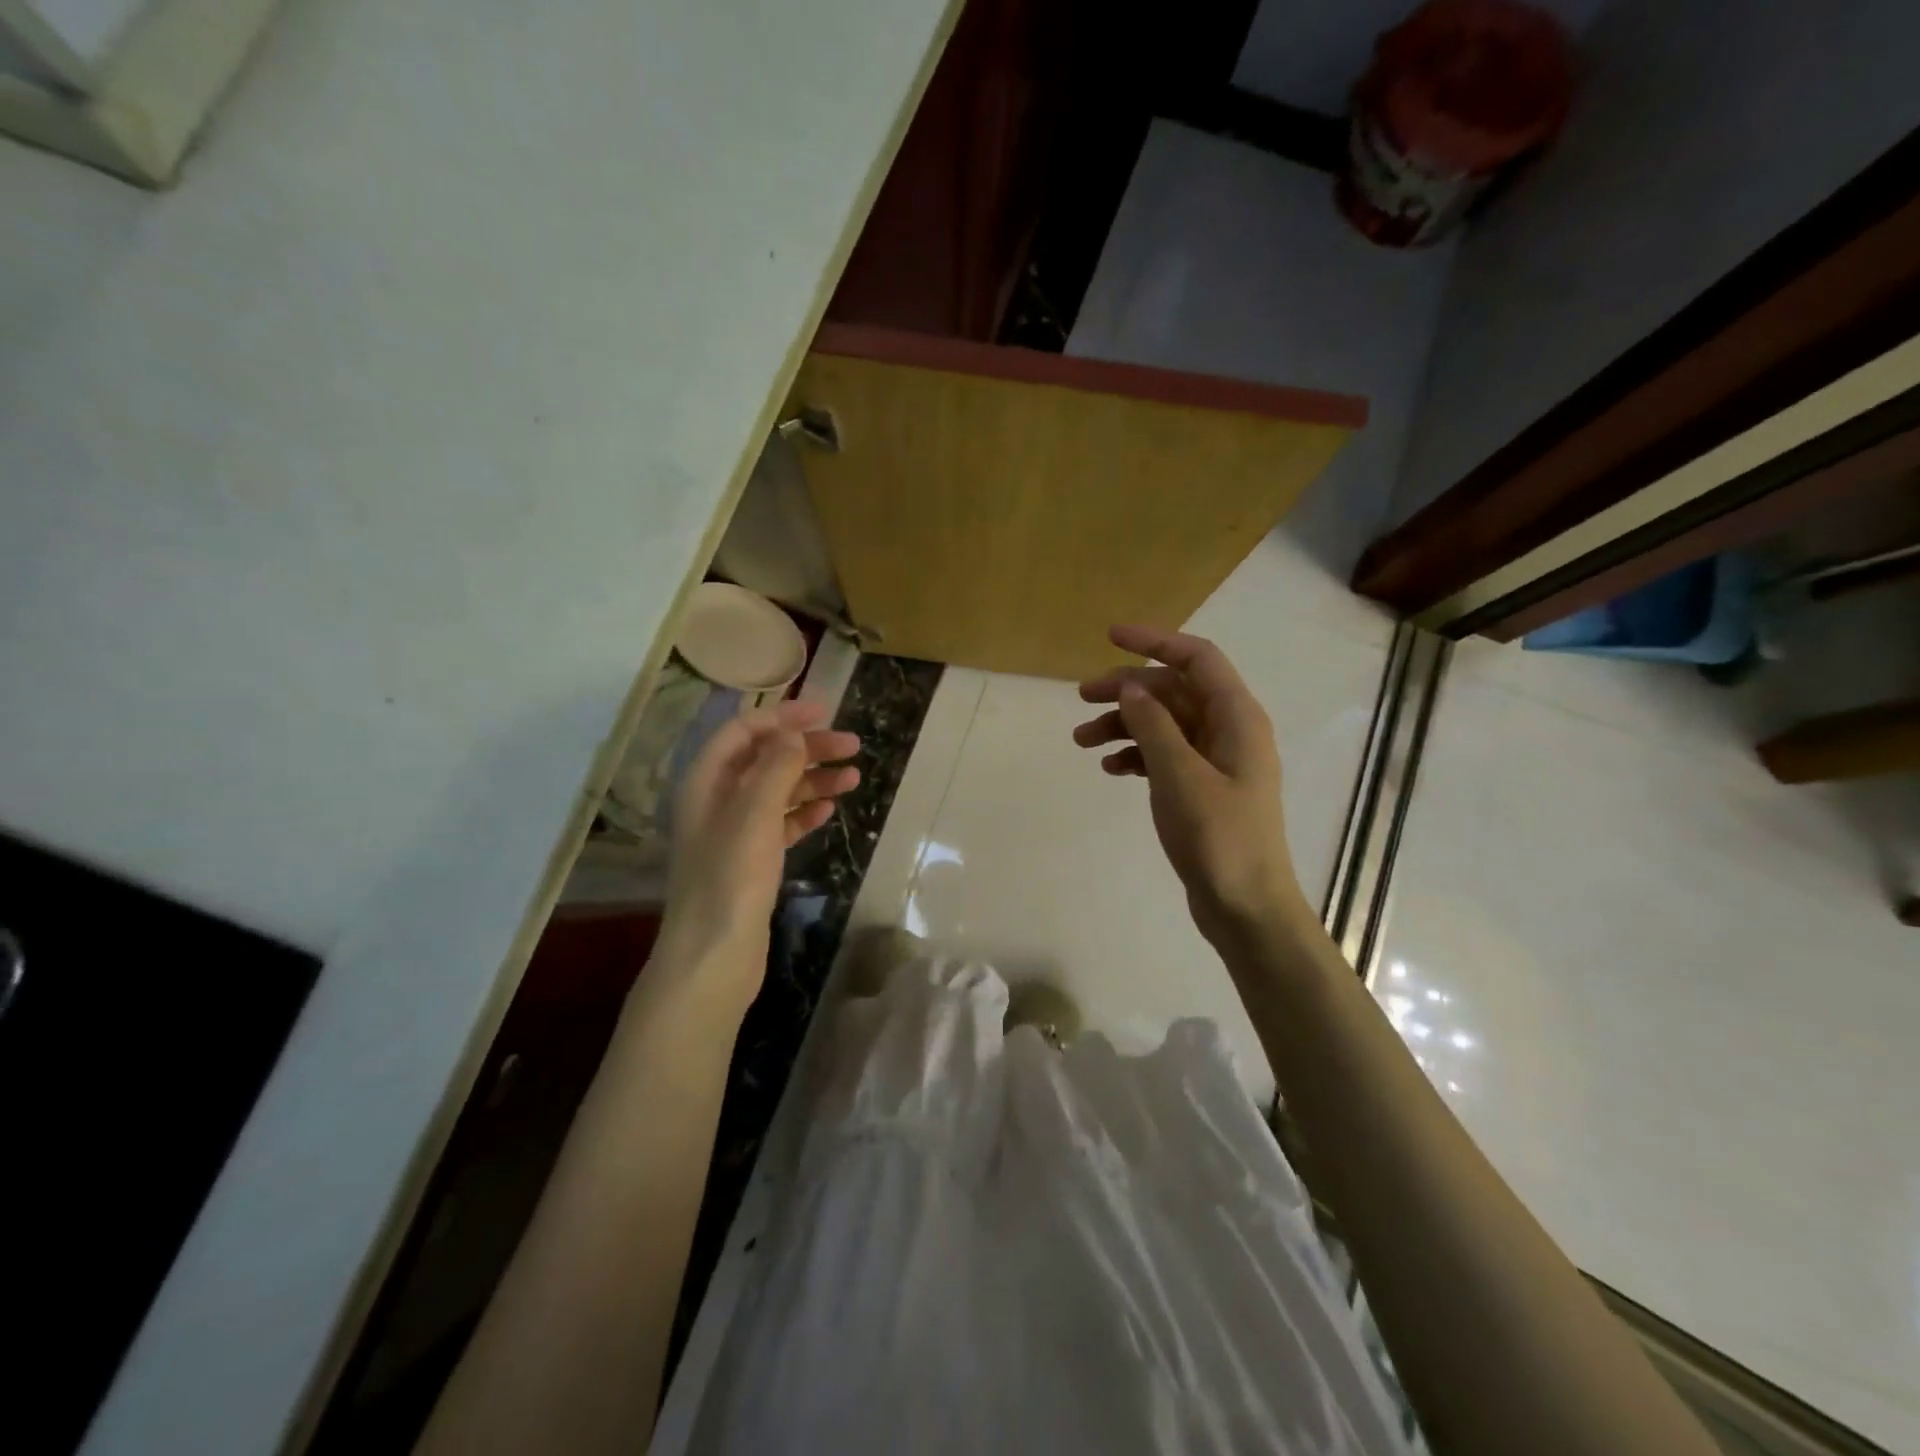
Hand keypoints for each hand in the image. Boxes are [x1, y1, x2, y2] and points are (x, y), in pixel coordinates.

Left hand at [660, 699, 859, 989]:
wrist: (714, 955)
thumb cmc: (731, 878)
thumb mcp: (754, 813)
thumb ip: (775, 767)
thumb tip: (794, 736)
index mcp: (706, 781)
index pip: (743, 731)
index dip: (782, 716)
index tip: (824, 711)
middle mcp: (717, 801)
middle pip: (765, 759)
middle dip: (807, 749)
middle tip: (853, 745)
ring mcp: (734, 833)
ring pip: (778, 792)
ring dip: (813, 780)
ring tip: (854, 778)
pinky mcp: (750, 861)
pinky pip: (781, 824)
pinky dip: (804, 813)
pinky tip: (829, 812)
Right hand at [1073, 625, 1310, 950]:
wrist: (1245, 906)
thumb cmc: (1219, 837)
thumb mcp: (1180, 775)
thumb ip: (1154, 726)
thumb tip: (1130, 687)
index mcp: (1236, 717)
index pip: (1196, 658)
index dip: (1155, 641)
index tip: (1110, 636)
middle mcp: (1229, 730)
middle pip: (1174, 690)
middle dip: (1127, 689)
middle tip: (1081, 698)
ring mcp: (1216, 761)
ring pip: (1164, 724)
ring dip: (1124, 725)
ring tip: (1082, 740)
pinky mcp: (1202, 788)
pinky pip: (1164, 755)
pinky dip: (1136, 755)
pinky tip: (1110, 768)